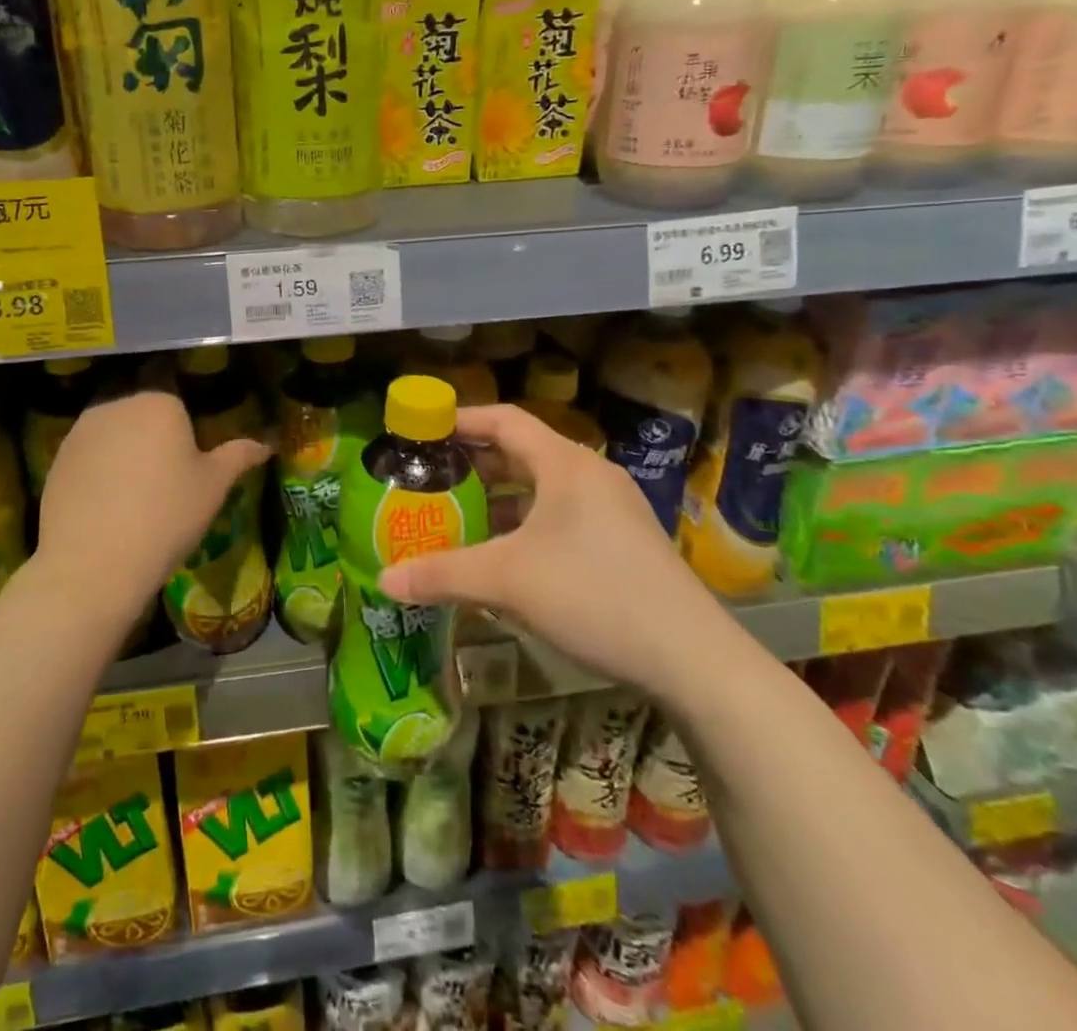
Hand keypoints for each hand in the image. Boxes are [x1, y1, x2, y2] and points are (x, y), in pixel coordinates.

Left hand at [36, 390, 271, 624]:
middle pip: (143, 412)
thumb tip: (269, 441)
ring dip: (125, 450)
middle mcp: (117, 404)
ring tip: (135, 494)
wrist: (93, 563)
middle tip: (166, 479)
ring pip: (114, 431)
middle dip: (154, 435)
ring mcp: (81, 430)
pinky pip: (89, 454)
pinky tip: (106, 504)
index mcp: (159, 402)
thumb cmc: (166, 517)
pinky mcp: (57, 457)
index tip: (190, 464)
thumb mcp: (214, 487)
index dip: (187, 432)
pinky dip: (99, 469)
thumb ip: (240, 454)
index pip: (179, 401)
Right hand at [378, 404, 746, 703]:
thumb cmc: (593, 595)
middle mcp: (590, 475)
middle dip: (474, 462)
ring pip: (542, 488)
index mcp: (565, 464)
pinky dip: (525, 523)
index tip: (424, 427)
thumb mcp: (507, 582)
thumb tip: (383, 580)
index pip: (504, 420)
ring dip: (500, 497)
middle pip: (522, 451)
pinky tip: (503, 555)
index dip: (462, 419)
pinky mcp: (623, 541)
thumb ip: (442, 575)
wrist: (693, 658)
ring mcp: (612, 509)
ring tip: (458, 514)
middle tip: (431, 475)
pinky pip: (561, 515)